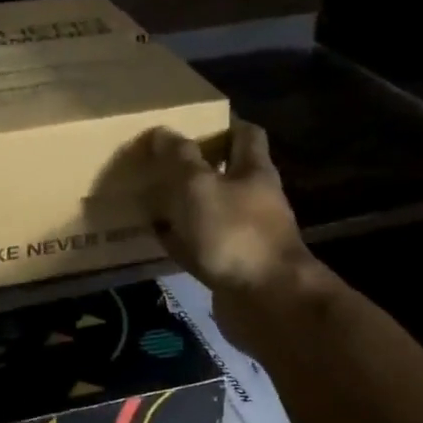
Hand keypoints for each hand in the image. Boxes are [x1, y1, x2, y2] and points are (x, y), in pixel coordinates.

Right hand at [134, 120, 332, 343]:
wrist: (266, 302)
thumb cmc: (234, 233)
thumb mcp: (198, 186)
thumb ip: (180, 159)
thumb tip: (162, 131)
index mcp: (255, 172)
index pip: (247, 135)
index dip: (225, 124)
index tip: (197, 120)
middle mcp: (257, 200)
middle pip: (230, 173)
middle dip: (201, 165)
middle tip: (165, 159)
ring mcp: (248, 236)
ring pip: (215, 210)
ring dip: (189, 204)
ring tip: (155, 195)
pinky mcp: (235, 266)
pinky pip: (204, 245)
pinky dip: (184, 239)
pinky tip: (160, 237)